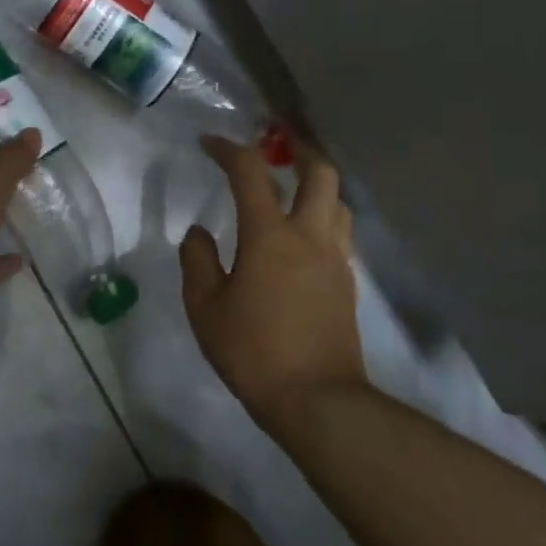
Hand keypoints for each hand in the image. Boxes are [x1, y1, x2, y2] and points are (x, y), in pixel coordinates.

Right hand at [180, 137, 366, 423]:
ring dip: (316, 183)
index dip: (228, 149)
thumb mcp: (205, 309)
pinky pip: (340, 231)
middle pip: (319, 172)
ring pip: (337, 200)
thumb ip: (198, 262)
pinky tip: (305, 234)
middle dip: (298, 149)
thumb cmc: (254, 352)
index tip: (209, 143)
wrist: (318, 402)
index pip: (250, 172)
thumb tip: (199, 233)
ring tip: (293, 186)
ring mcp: (335, 258)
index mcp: (269, 234)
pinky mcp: (347, 283)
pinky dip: (324, 216)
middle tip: (277, 144)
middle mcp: (309, 235)